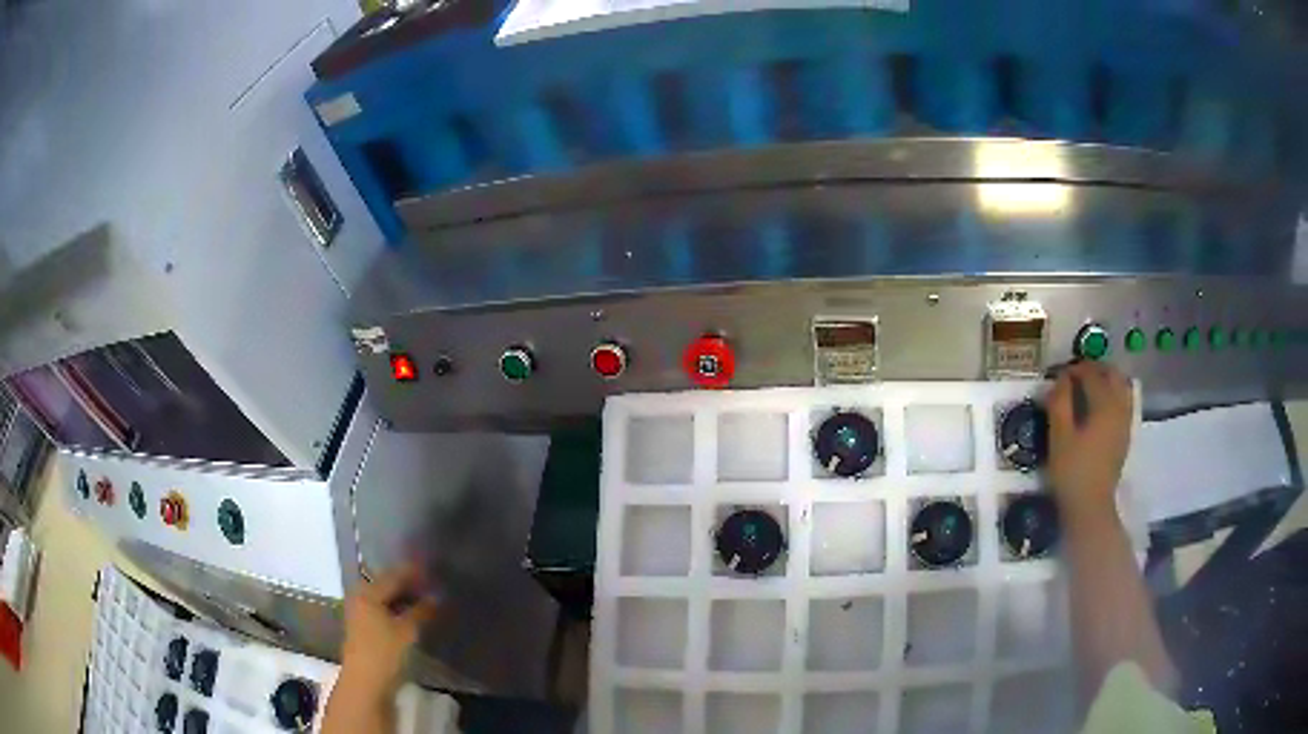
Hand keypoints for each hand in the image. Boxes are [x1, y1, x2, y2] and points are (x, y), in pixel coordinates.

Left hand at [339, 564, 437, 695]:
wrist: (365, 682)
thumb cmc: (384, 652)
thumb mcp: (407, 631)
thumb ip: (421, 611)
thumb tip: (436, 597)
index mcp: (368, 593)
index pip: (393, 576)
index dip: (413, 573)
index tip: (432, 571)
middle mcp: (360, 598)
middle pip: (387, 585)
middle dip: (408, 585)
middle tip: (430, 585)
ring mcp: (360, 613)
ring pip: (384, 599)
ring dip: (403, 598)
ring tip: (424, 600)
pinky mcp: (363, 627)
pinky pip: (382, 610)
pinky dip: (397, 609)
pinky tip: (411, 615)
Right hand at [1047, 361, 1133, 518]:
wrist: (1091, 507)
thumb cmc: (1072, 471)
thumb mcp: (1059, 436)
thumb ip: (1059, 403)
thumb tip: (1060, 379)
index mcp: (1104, 403)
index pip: (1090, 373)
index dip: (1074, 369)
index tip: (1058, 374)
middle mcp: (1119, 406)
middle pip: (1111, 374)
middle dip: (1094, 369)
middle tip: (1075, 376)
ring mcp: (1125, 421)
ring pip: (1121, 386)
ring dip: (1106, 380)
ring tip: (1089, 388)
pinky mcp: (1125, 435)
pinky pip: (1123, 403)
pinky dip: (1113, 395)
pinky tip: (1099, 408)